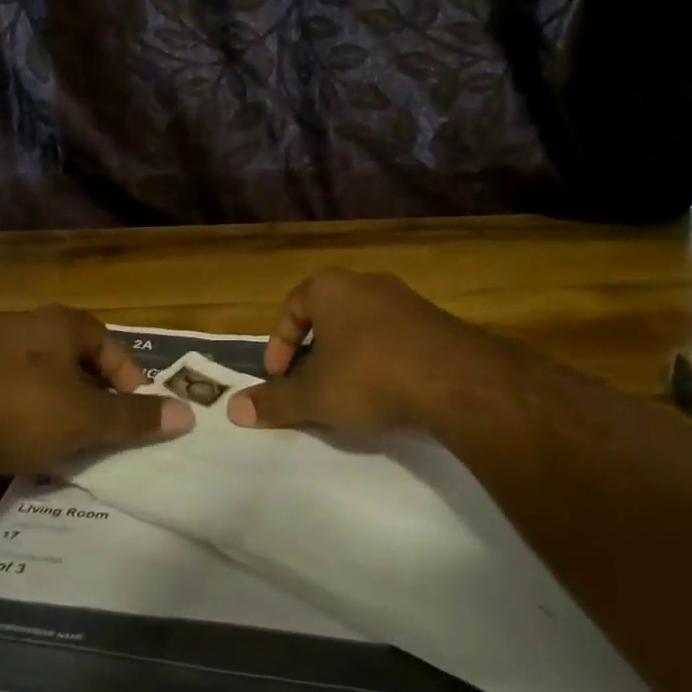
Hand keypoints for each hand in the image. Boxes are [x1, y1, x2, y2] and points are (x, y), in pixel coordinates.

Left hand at [0, 306, 191, 475]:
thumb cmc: (21, 409)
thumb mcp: (87, 418)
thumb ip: (136, 417)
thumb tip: (188, 414)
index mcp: (60, 324)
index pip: (109, 345)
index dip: (129, 379)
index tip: (136, 414)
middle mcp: (27, 330)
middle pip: (76, 363)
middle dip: (94, 398)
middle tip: (105, 433)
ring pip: (43, 384)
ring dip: (61, 412)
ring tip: (71, 448)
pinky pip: (11, 401)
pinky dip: (27, 423)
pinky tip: (27, 452)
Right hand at [227, 270, 526, 434]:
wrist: (456, 380)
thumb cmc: (370, 377)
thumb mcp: (315, 395)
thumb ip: (274, 401)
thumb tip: (234, 409)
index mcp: (330, 288)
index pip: (292, 307)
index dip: (280, 343)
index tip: (279, 377)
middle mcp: (366, 282)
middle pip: (328, 313)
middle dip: (314, 348)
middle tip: (310, 382)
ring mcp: (405, 298)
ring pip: (363, 324)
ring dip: (349, 354)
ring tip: (348, 390)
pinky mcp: (435, 320)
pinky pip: (395, 336)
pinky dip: (382, 358)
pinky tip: (388, 390)